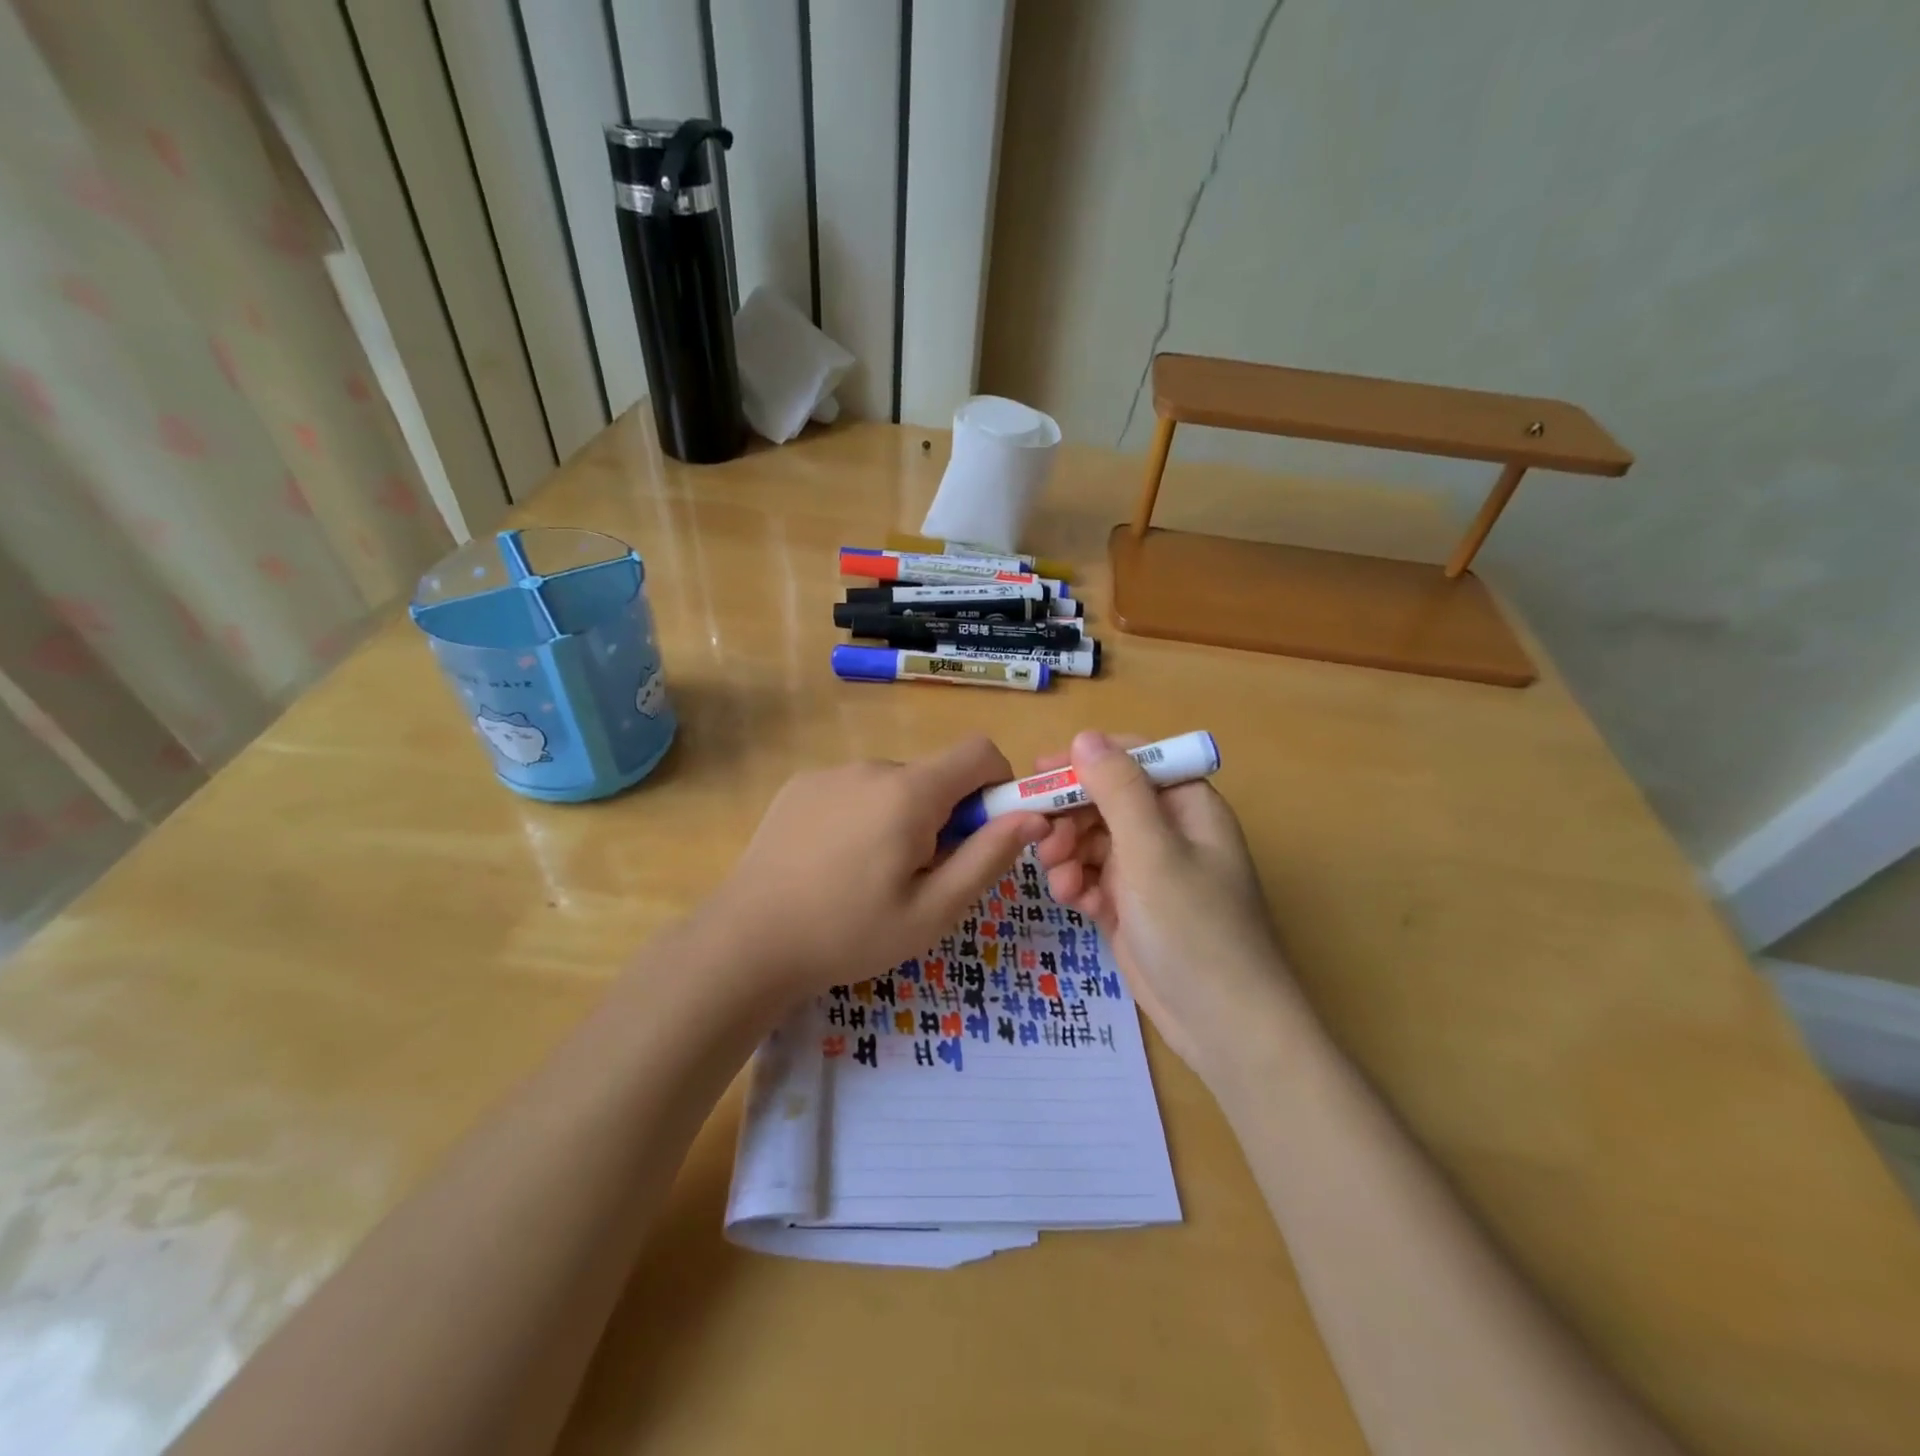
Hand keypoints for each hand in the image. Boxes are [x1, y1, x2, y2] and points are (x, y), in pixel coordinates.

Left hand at [704, 737, 1048, 995]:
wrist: (748, 941)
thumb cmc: (851, 932)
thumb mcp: (934, 910)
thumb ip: (989, 857)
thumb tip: (1035, 816)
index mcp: (910, 792)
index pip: (979, 752)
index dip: (998, 784)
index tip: (986, 831)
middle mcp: (872, 767)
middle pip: (934, 775)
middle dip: (945, 815)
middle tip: (921, 875)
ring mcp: (830, 773)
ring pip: (892, 785)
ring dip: (901, 818)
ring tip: (871, 876)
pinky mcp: (800, 786)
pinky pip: (853, 790)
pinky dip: (863, 816)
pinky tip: (834, 863)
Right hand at [1033, 731, 1299, 1080]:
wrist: (1223, 1025)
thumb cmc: (1195, 928)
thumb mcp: (1153, 852)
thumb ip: (1118, 791)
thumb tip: (1085, 737)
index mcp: (1187, 805)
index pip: (1134, 759)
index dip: (1088, 759)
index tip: (1042, 771)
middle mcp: (1169, 830)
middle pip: (1106, 800)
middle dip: (1070, 815)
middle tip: (1039, 835)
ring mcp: (1149, 871)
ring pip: (1093, 839)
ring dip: (1069, 852)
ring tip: (1058, 877)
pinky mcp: (1131, 906)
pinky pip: (1093, 877)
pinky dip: (1078, 884)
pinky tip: (1072, 900)